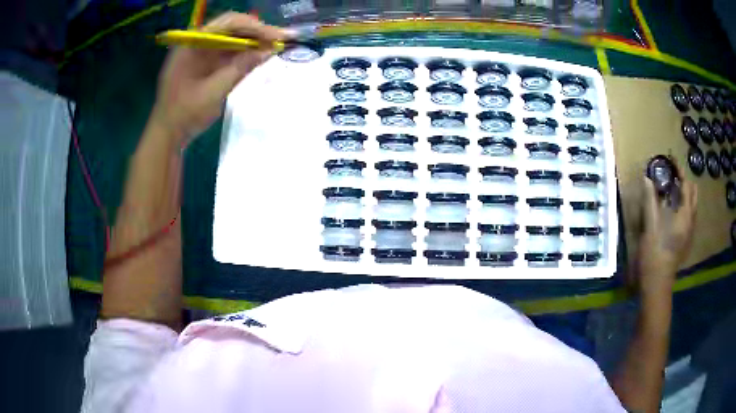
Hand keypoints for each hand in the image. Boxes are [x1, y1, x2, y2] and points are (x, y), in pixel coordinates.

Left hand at [150, 13, 289, 144]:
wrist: (166, 136)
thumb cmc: (184, 115)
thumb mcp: (213, 92)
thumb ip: (240, 68)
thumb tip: (269, 50)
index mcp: (192, 43)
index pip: (228, 23)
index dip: (255, 27)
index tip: (277, 36)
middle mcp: (196, 42)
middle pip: (231, 28)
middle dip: (256, 32)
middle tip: (282, 39)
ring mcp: (199, 53)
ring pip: (231, 39)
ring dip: (252, 42)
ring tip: (275, 46)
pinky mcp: (203, 64)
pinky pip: (226, 52)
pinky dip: (243, 53)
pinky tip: (258, 56)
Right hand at [635, 160, 696, 291]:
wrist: (657, 284)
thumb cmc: (655, 254)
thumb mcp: (651, 226)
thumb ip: (650, 200)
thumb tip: (647, 178)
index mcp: (685, 216)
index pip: (686, 186)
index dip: (679, 171)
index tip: (671, 160)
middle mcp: (691, 222)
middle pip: (693, 194)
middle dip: (685, 182)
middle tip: (672, 175)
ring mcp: (689, 233)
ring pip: (692, 206)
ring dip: (685, 194)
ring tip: (672, 189)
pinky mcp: (685, 241)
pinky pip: (688, 216)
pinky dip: (683, 206)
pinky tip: (672, 210)